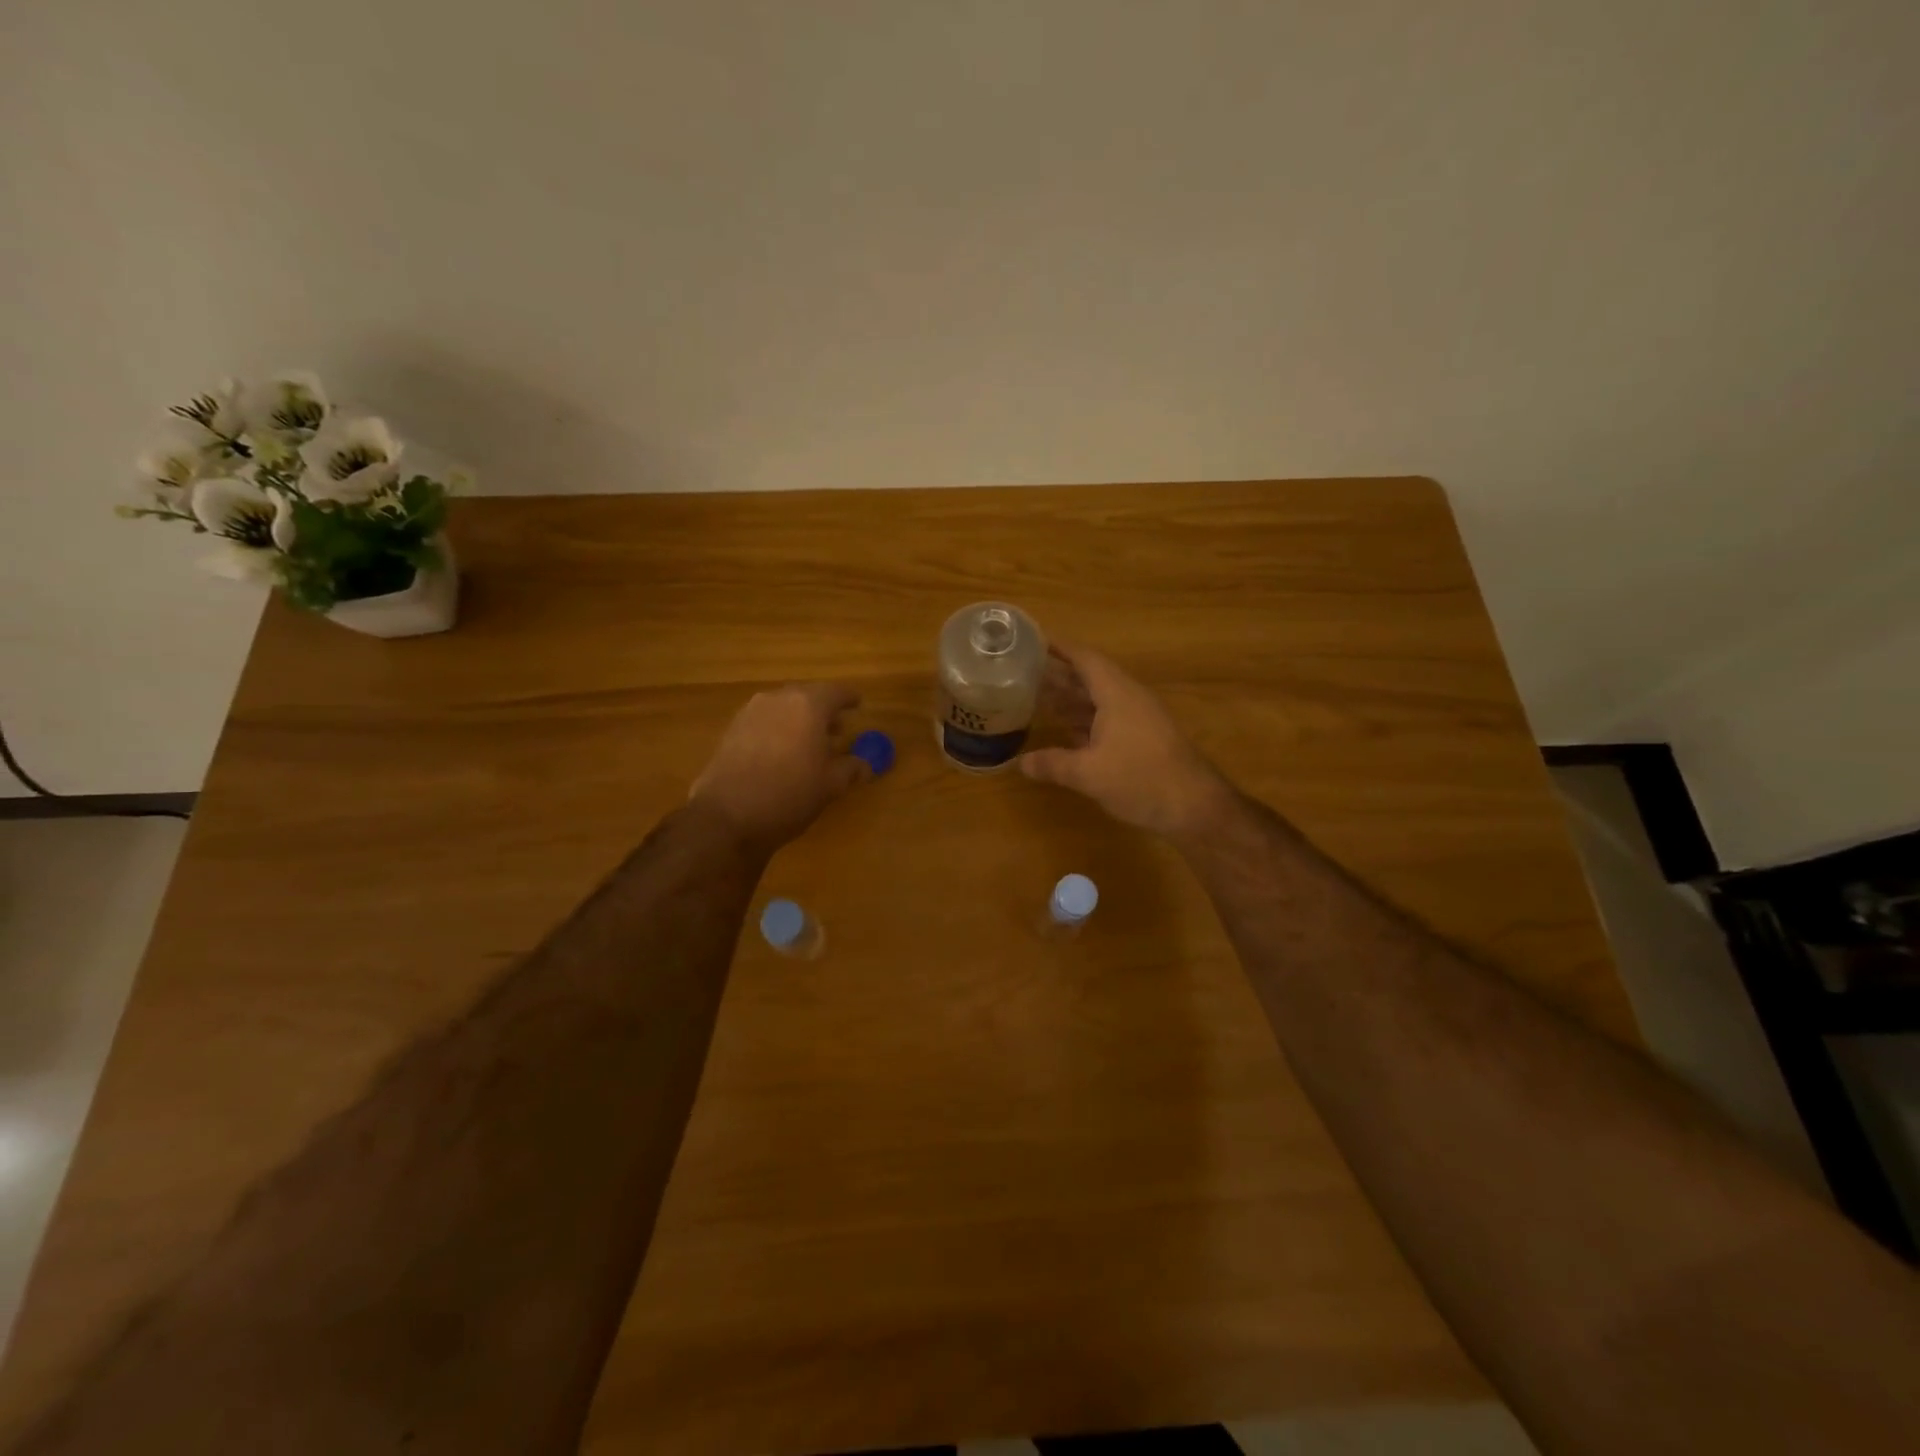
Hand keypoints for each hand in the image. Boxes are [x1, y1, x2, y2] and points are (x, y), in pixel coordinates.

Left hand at [690, 683, 870, 851]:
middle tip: (837, 728)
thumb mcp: (830, 786)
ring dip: (798, 720)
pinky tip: (782, 753)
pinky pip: (763, 721)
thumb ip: (850, 769)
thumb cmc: (789, 795)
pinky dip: (778, 730)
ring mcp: (750, 713)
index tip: (858, 705)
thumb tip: (864, 765)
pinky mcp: (731, 730)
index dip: (849, 699)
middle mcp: (778, 700)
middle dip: (823, 710)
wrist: (726, 816)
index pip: (836, 692)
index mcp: (808, 706)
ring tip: (810, 743)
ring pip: (783, 708)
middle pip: (806, 696)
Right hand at [1021, 643, 1232, 838]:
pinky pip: (1108, 719)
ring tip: (1038, 698)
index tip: (1034, 641)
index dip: (1060, 648)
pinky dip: (1085, 721)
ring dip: (1071, 699)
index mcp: (1117, 694)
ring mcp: (1139, 720)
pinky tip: (1066, 731)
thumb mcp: (1089, 773)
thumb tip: (1020, 763)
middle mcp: (1129, 699)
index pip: (1086, 659)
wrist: (1195, 807)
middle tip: (1025, 673)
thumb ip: (1053, 764)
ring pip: (1099, 701)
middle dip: (1060, 674)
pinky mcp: (1144, 740)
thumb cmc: (1141, 779)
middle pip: (1091, 678)